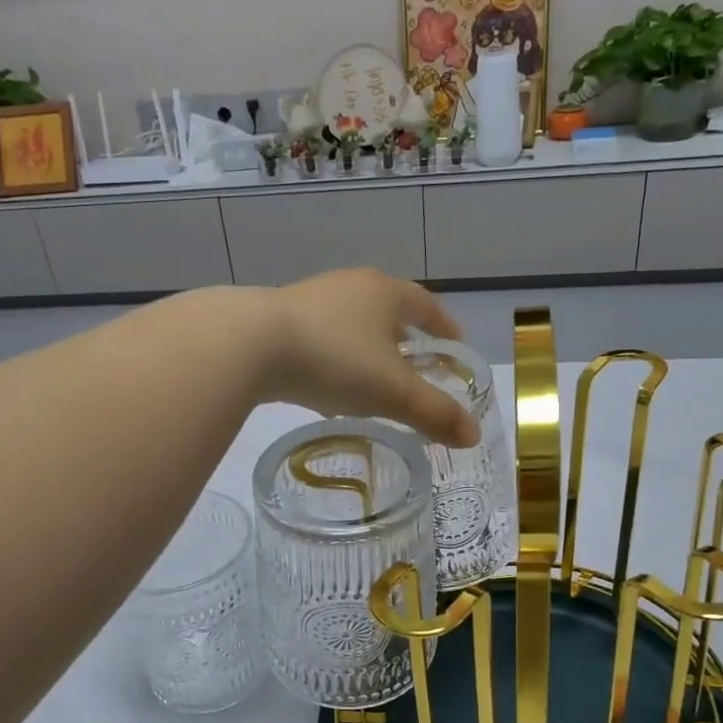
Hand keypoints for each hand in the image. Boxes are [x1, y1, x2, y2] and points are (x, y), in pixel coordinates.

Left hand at [256, 270, 479, 446]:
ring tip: (374, 377)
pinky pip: (322, 337)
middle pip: (389, 309)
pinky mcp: (280, 318)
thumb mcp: (392, 392)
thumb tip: (473, 436)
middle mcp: (351, 286)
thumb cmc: (334, 359)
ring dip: (368, 347)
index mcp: (386, 293)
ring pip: (353, 323)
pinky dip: (337, 357)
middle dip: (406, 336)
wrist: (249, 344)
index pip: (428, 305)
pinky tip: (329, 384)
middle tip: (418, 364)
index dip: (446, 327)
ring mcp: (312, 299)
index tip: (456, 345)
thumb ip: (434, 413)